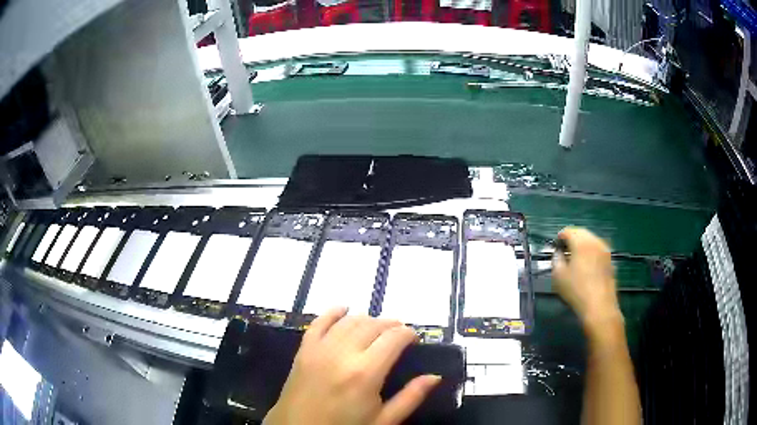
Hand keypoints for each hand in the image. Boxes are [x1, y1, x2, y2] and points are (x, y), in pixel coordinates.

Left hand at [263, 307, 440, 424]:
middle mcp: (343, 354)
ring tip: (377, 327)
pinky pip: (318, 322)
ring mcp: (320, 349)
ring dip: (367, 319)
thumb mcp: (383, 421)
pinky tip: (344, 308)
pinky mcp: (303, 350)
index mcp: (366, 373)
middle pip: (372, 325)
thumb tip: (434, 376)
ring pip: (348, 321)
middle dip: (391, 324)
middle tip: (399, 333)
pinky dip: (332, 312)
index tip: (415, 338)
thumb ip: (411, 397)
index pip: (393, 338)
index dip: (408, 333)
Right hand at [552, 227, 621, 332]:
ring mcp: (605, 249)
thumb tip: (558, 253)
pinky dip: (590, 252)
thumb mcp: (558, 275)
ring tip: (575, 258)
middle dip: (572, 238)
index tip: (555, 247)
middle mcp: (595, 241)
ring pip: (591, 240)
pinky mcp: (610, 259)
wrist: (599, 305)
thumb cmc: (577, 290)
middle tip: (564, 251)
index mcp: (581, 242)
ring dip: (582, 245)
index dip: (560, 237)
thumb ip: (556, 259)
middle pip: (581, 233)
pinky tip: (586, 265)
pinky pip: (598, 249)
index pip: (568, 231)